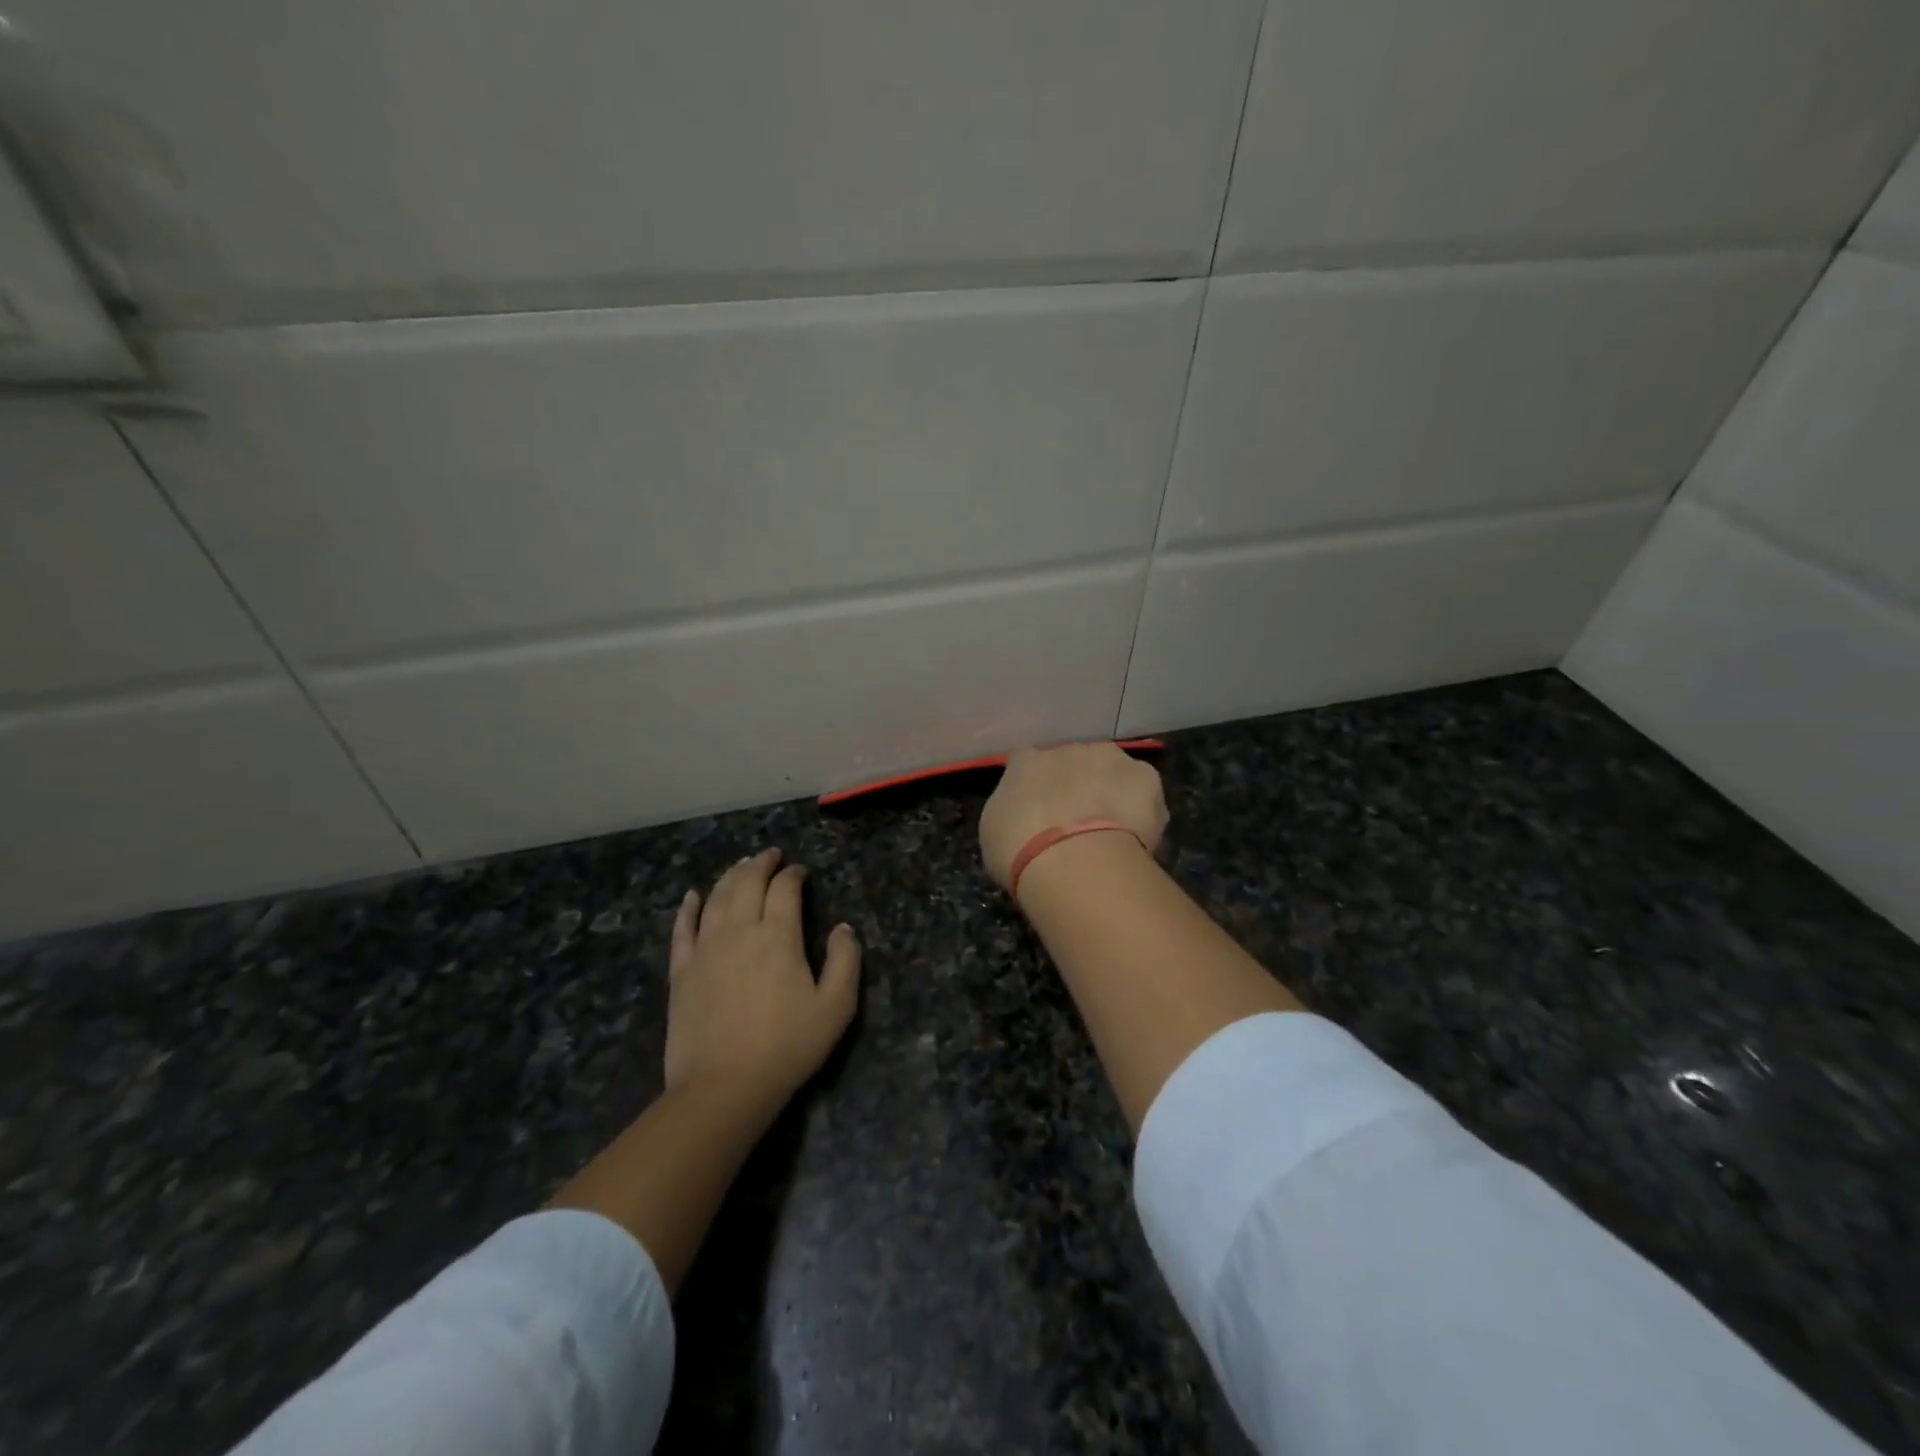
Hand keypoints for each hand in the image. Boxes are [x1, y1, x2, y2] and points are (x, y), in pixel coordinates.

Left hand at [664, 849, 860, 1110]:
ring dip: (730, 876)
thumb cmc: (787, 1047)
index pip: (785, 889)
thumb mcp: (836, 1008)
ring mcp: (705, 949)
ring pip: (716, 897)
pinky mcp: (681, 971)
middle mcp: (739, 931)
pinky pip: (683, 928)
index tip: (800, 872)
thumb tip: (844, 927)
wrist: (723, 1087)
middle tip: (770, 855)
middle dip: (760, 863)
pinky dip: (688, 907)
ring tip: (741, 865)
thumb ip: (846, 961)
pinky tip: (692, 895)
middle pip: (747, 882)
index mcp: (778, 936)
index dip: (793, 874)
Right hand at [978, 743, 1168, 891]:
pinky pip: (1142, 791)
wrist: (1074, 860)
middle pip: (1073, 764)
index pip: (1025, 763)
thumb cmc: (1020, 851)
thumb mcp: (995, 834)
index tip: (1036, 812)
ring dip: (1110, 793)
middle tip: (1075, 825)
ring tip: (1111, 832)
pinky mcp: (1145, 775)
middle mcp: (1067, 749)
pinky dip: (1141, 809)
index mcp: (1025, 762)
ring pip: (1111, 772)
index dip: (1034, 787)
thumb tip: (1022, 814)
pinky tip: (1136, 837)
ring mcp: (1109, 758)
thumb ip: (1011, 813)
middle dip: (1075, 787)